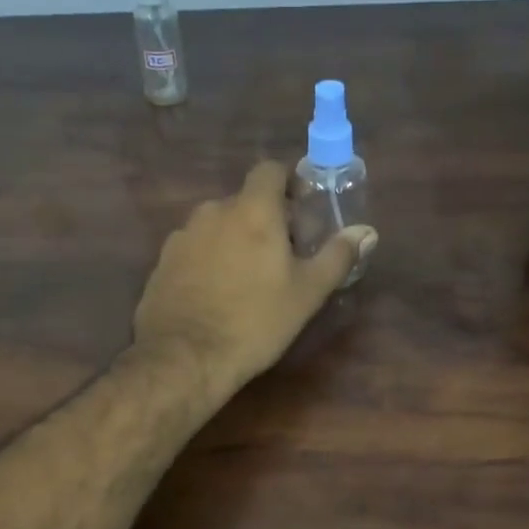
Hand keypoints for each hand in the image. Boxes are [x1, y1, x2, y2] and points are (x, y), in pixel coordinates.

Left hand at [133, 160, 377, 391]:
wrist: (185, 358)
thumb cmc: (255, 321)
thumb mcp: (307, 293)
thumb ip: (337, 257)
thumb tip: (366, 232)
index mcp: (252, 210)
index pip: (270, 170)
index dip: (288, 184)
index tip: (301, 212)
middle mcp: (212, 212)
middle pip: (244, 201)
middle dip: (265, 220)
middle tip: (282, 256)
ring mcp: (182, 237)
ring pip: (217, 226)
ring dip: (235, 240)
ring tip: (247, 280)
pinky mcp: (162, 263)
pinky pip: (194, 250)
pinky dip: (209, 261)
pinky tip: (216, 295)